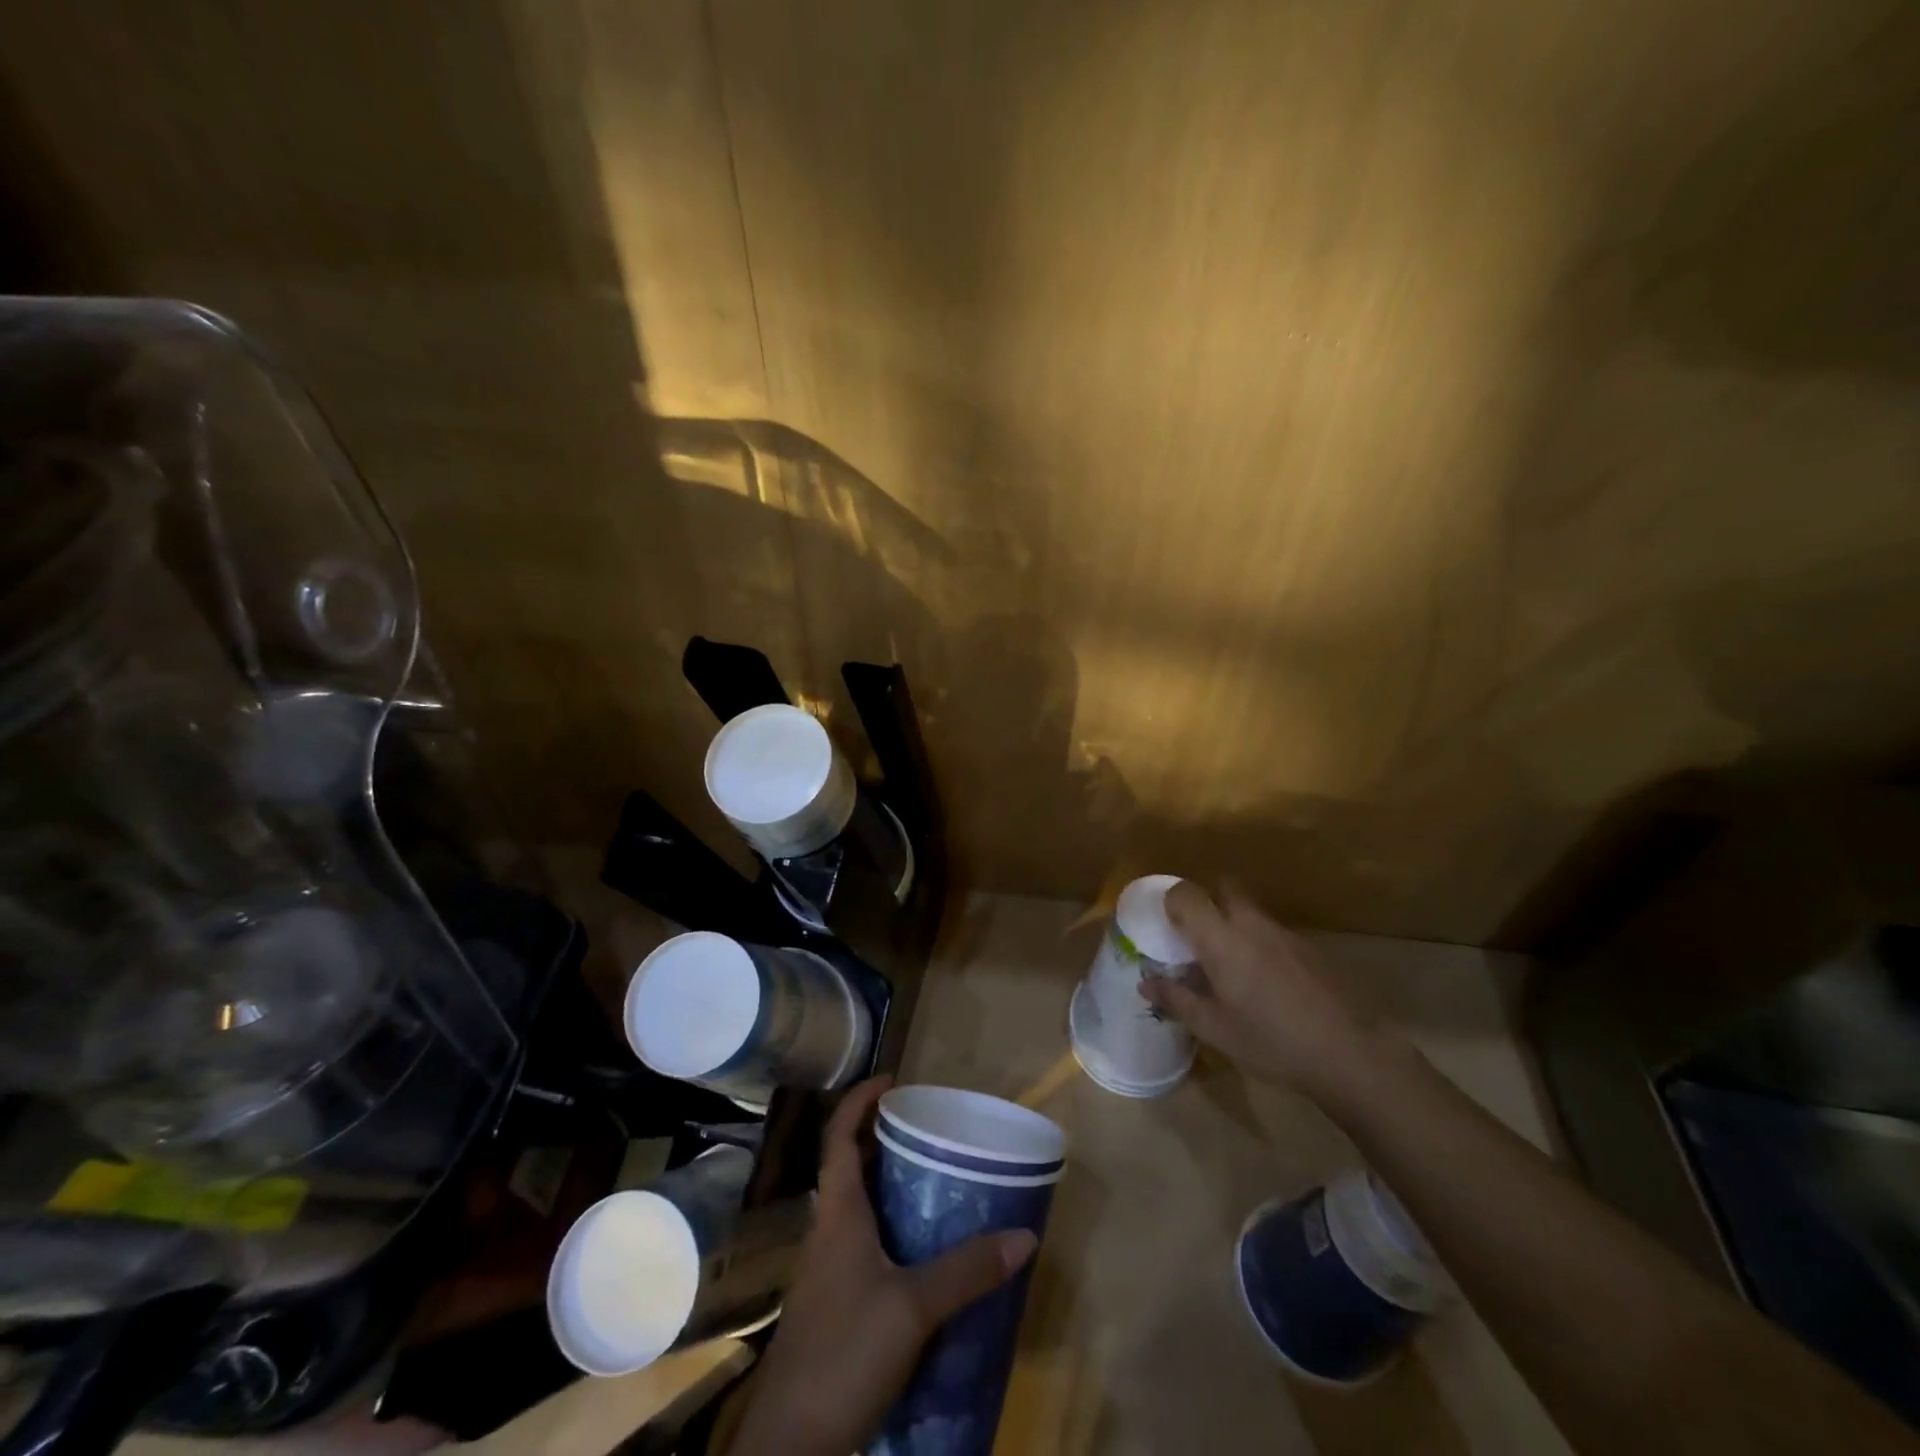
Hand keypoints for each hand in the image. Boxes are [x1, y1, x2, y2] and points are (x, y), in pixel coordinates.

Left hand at [725, 1077, 1037, 1455]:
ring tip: (931, 1181)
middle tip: (926, 1130)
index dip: (859, 1101)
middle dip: (881, 1140)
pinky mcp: (832, 1305)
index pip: (838, 1136)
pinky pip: (861, 1246)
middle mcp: (827, 1232)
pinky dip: (888, 1231)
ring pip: (855, 1208)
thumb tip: (1023, 1235)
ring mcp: (826, 1271)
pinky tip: (918, 1254)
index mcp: (837, 1214)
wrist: (790, 1444)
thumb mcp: (912, 1309)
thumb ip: (965, 1271)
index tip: (892, 1080)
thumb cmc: (843, 1354)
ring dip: (885, 1186)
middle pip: (848, 1166)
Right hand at [1140, 881, 1389, 1097]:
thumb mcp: (1215, 1028)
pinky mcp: (1308, 947)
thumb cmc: (1271, 1041)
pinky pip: (1271, 930)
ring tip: (1229, 965)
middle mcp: (1251, 923)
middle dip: (1206, 901)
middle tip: (1197, 936)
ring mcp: (1284, 933)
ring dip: (1233, 922)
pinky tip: (1265, 982)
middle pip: (1223, 887)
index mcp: (1221, 939)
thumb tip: (1146, 984)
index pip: (1186, 894)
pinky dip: (1258, 942)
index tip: (1166, 926)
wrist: (1350, 1052)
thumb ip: (1177, 1000)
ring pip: (1249, 909)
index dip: (1171, 902)